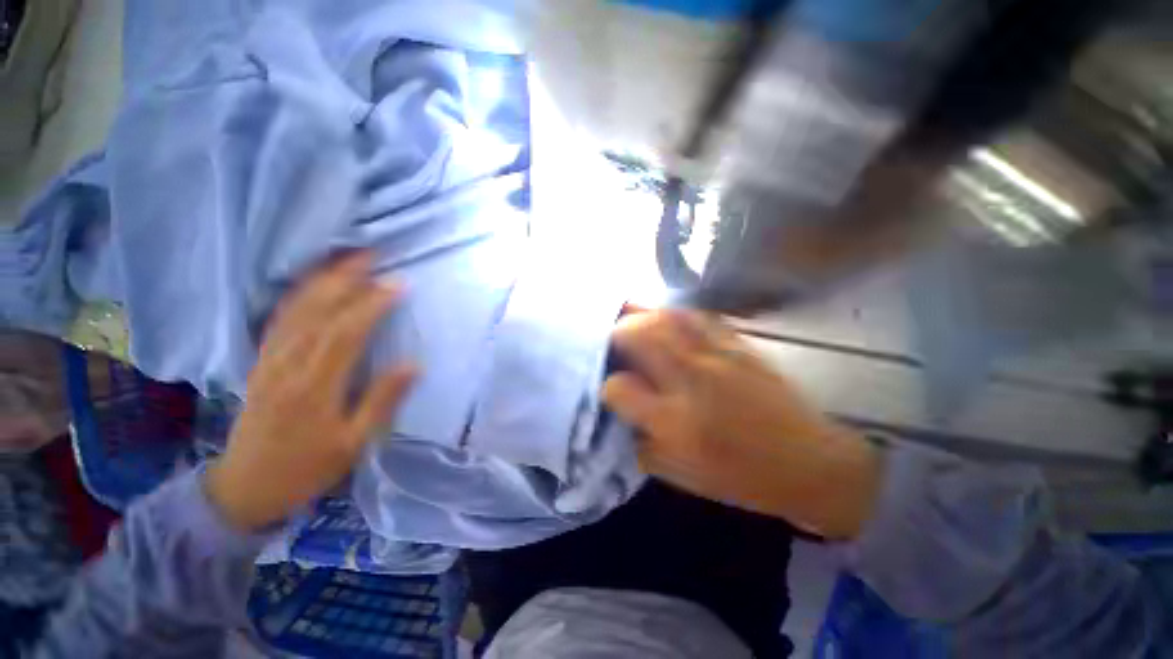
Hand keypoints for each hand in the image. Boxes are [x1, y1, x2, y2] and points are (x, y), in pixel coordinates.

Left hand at [205, 252, 416, 531]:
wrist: (244, 488)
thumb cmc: (306, 468)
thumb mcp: (353, 444)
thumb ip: (382, 401)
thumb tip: (414, 364)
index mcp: (314, 387)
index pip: (346, 333)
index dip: (372, 304)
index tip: (398, 284)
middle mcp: (288, 365)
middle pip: (316, 310)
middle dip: (345, 278)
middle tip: (372, 254)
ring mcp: (269, 360)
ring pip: (295, 309)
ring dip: (321, 279)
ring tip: (345, 258)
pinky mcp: (261, 361)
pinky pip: (278, 319)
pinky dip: (297, 295)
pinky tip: (311, 283)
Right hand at [602, 310, 879, 538]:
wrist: (807, 462)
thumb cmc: (738, 476)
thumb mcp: (677, 473)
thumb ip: (639, 439)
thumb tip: (621, 409)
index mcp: (672, 420)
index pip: (618, 387)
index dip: (608, 386)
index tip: (613, 389)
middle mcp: (689, 380)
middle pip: (635, 335)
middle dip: (615, 335)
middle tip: (611, 342)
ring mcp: (716, 355)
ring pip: (663, 317)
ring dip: (639, 316)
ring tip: (629, 320)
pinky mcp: (737, 344)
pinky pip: (696, 316)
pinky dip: (672, 313)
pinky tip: (665, 318)